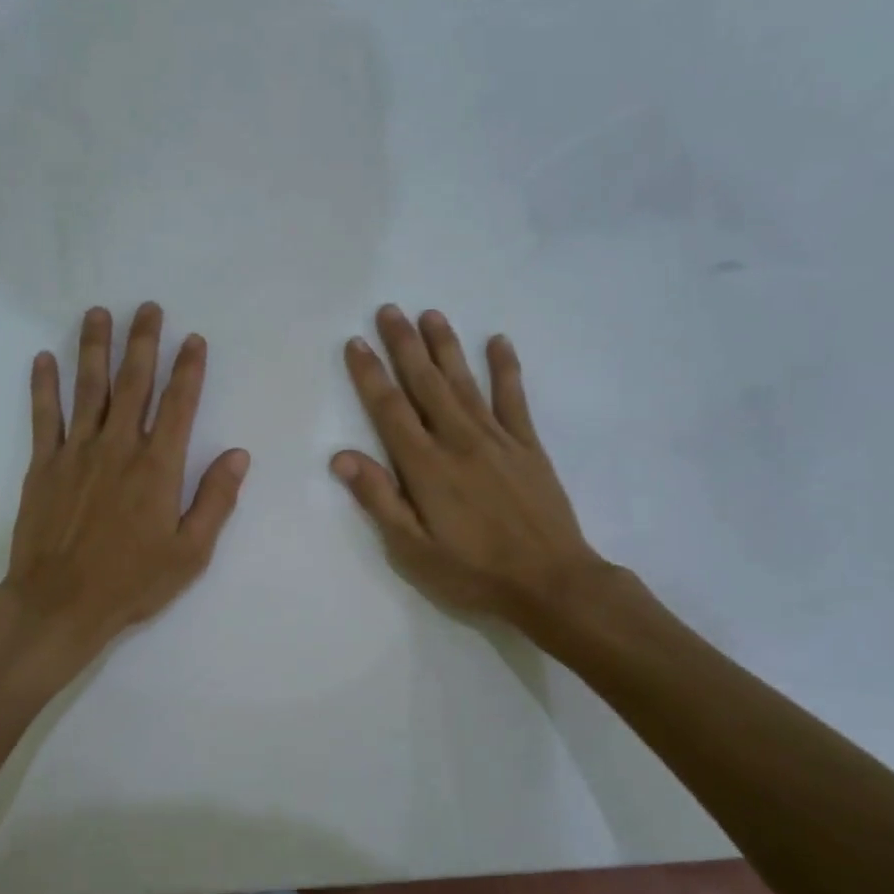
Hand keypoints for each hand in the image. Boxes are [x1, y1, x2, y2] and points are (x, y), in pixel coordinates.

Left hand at [1, 302, 249, 670]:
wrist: (59, 604)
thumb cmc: (132, 582)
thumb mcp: (190, 552)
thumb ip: (216, 500)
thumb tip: (239, 455)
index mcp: (158, 467)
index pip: (179, 405)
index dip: (188, 369)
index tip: (193, 339)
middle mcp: (118, 447)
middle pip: (133, 383)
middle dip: (143, 342)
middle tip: (148, 308)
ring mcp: (76, 452)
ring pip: (88, 388)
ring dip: (94, 348)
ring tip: (98, 314)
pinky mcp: (43, 465)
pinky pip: (44, 415)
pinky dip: (44, 385)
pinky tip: (43, 358)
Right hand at [332, 305, 607, 628]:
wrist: (551, 583)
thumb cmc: (474, 573)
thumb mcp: (413, 551)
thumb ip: (380, 500)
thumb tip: (341, 457)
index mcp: (426, 467)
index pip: (390, 410)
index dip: (370, 375)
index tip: (356, 343)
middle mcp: (459, 441)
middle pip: (426, 383)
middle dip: (404, 345)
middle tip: (389, 309)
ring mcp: (497, 439)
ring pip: (465, 381)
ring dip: (446, 346)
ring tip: (431, 314)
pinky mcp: (528, 446)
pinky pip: (514, 398)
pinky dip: (506, 368)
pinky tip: (499, 341)